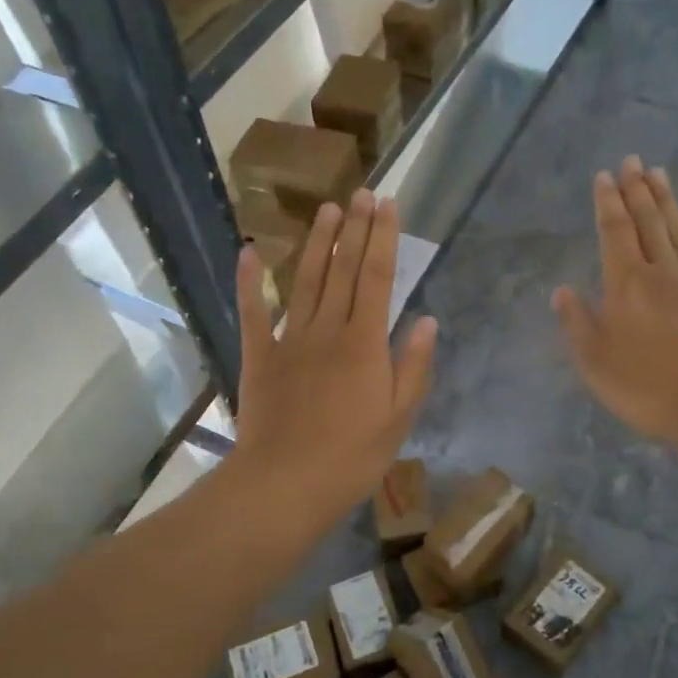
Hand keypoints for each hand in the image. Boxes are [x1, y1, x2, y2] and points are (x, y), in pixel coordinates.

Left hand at [231, 190, 438, 528]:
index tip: (388, 205)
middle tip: (362, 192)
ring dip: (318, 243)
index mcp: (365, 344)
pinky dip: (250, 281)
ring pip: (306, 281)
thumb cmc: (351, 458)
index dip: (384, 239)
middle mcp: (327, 330)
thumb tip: (428, 320)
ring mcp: (289, 340)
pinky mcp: (258, 357)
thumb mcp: (398, 418)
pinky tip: (250, 252)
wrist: (285, 484)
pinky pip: (252, 312)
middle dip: (355, 229)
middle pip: (344, 270)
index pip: (379, 279)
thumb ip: (413, 367)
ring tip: (327, 210)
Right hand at [553, 155, 677, 454]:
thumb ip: (576, 323)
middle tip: (633, 160)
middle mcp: (661, 276)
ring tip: (660, 174)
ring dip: (669, 204)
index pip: (614, 234)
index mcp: (626, 286)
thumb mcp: (594, 361)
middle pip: (648, 225)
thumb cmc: (645, 386)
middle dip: (638, 191)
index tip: (604, 175)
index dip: (607, 203)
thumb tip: (561, 291)